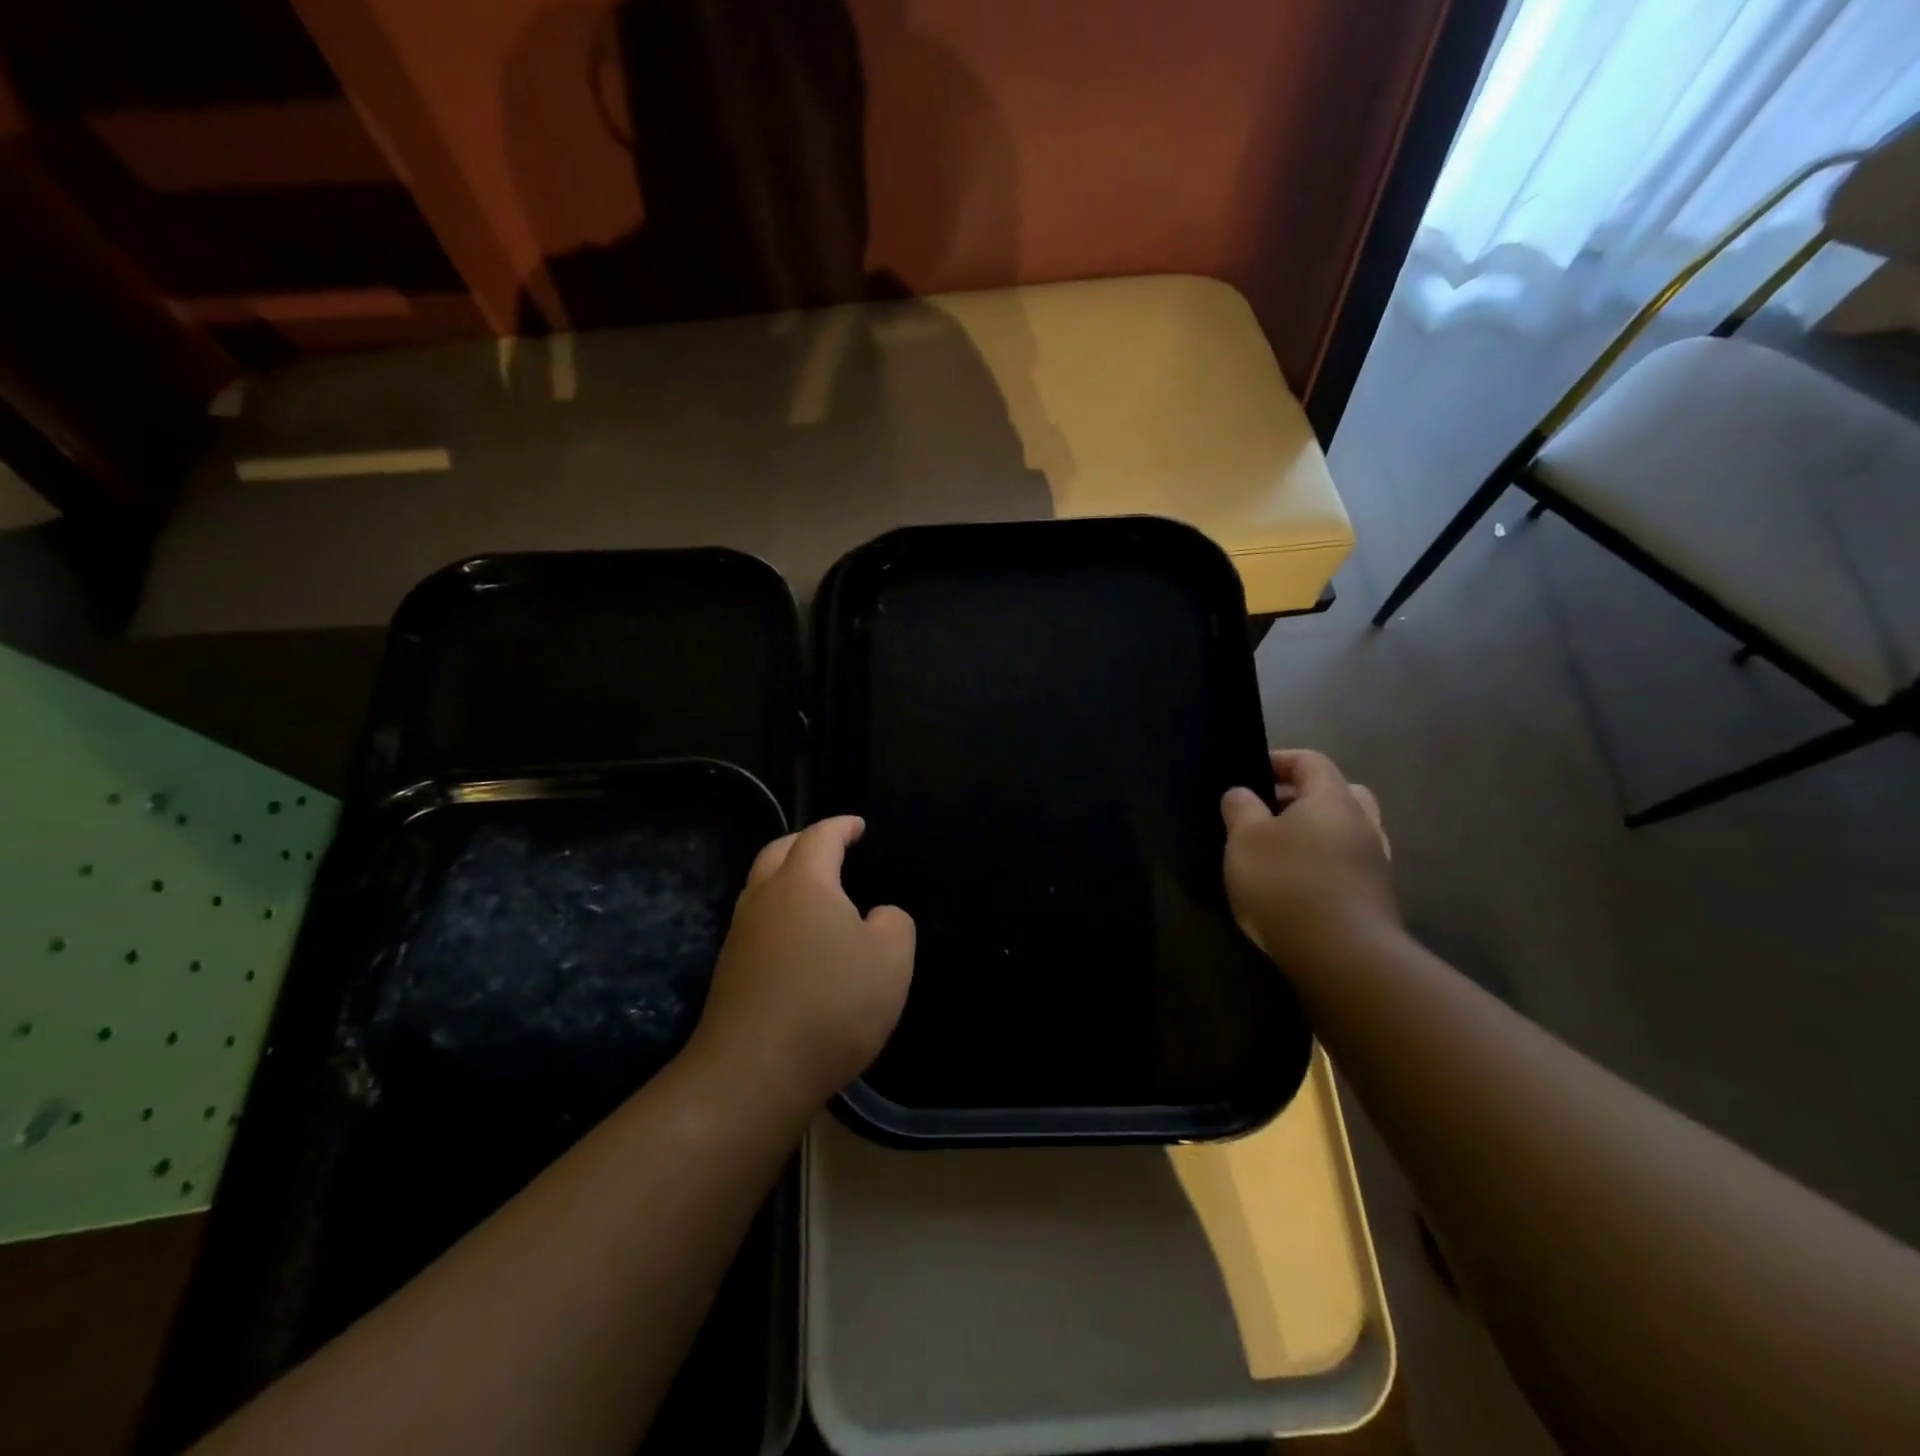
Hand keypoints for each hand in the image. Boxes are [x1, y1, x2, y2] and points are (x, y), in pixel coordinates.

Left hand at [690, 816, 914, 1105]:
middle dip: (806, 842)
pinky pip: (758, 920)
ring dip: (787, 876)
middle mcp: (765, 898)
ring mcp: (741, 934)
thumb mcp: (891, 960)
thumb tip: (876, 917)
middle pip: (779, 851)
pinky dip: (779, 911)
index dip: (841, 826)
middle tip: (832, 847)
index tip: (858, 826)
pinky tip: (799, 937)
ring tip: (816, 889)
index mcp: (804, 883)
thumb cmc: (831, 1005)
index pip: (820, 836)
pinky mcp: (730, 970)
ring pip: (761, 886)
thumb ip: (894, 923)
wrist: (753, 1073)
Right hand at [1221, 749, 1399, 970]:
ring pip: (1347, 831)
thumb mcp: (1245, 840)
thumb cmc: (1287, 883)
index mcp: (1333, 799)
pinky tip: (1298, 885)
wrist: (1343, 957)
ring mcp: (1375, 862)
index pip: (1310, 760)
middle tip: (1269, 812)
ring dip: (1317, 834)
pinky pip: (1348, 865)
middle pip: (1338, 793)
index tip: (1249, 776)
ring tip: (1280, 852)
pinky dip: (1325, 865)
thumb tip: (1242, 793)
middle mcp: (1363, 823)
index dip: (1278, 761)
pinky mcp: (1376, 898)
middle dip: (1303, 797)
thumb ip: (1241, 808)